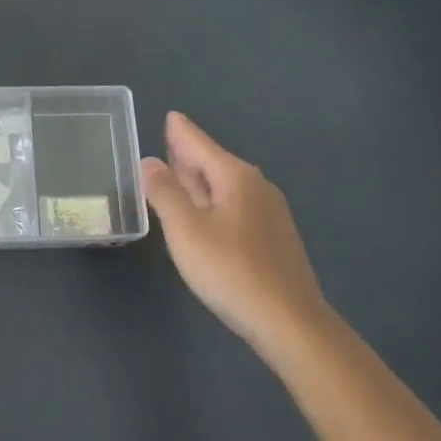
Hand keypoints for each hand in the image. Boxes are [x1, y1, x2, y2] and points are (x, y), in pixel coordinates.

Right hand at [143, 112, 328, 361]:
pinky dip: (213, 202)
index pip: (199, 144)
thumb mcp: (186, 229)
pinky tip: (203, 216)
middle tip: (167, 144)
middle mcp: (255, 187)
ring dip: (199, 181)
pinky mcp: (273, 239)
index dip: (180, 132)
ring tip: (177, 176)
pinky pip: (234, 207)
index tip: (170, 116)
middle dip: (188, 155)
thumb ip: (164, 192)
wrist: (291, 324)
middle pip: (214, 163)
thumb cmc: (231, 271)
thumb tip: (149, 161)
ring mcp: (269, 214)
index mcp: (235, 177)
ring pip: (225, 187)